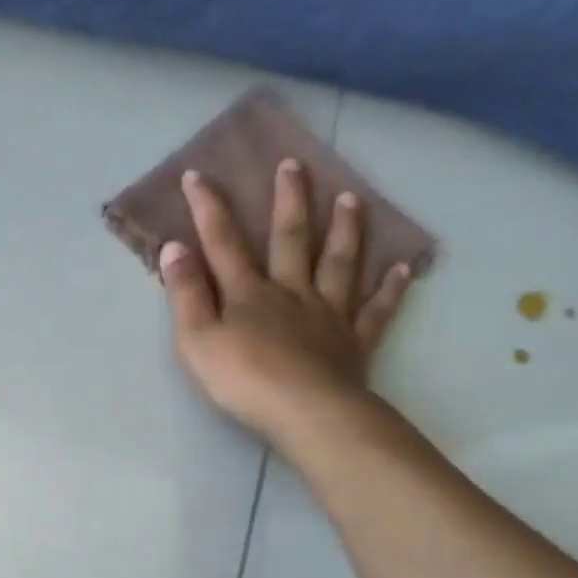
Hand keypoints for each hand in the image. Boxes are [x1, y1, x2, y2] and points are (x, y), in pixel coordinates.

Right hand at [158, 160, 414, 438]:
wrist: (304, 412)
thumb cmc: (242, 379)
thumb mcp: (196, 339)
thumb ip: (185, 294)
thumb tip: (174, 247)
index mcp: (248, 293)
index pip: (223, 243)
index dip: (208, 209)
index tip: (198, 175)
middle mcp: (291, 292)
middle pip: (290, 239)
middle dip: (289, 201)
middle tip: (295, 165)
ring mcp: (327, 314)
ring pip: (339, 263)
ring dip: (345, 229)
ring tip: (351, 198)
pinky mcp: (354, 341)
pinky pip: (375, 310)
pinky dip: (390, 289)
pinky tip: (403, 270)